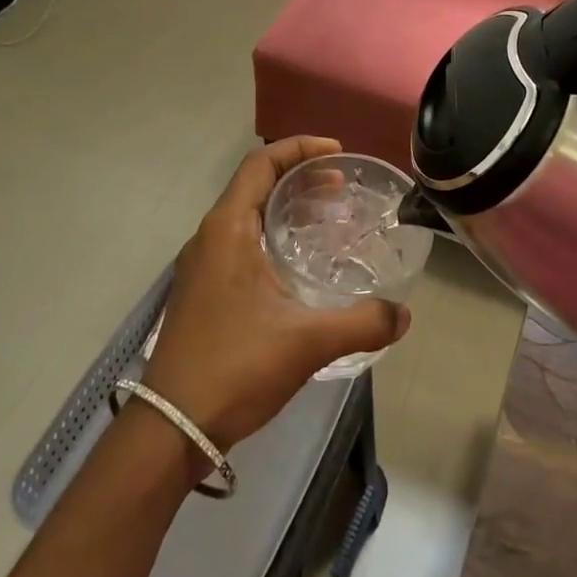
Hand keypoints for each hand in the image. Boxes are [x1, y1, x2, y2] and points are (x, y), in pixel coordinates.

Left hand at [143, 137, 410, 450]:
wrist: (171, 428)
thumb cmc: (235, 368)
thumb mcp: (307, 342)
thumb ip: (363, 323)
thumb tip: (405, 315)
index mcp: (227, 230)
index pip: (260, 163)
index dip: (299, 148)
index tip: (337, 154)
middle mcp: (209, 238)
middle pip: (255, 184)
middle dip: (300, 178)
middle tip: (342, 189)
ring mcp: (202, 266)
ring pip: (247, 215)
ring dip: (286, 208)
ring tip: (328, 220)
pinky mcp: (203, 291)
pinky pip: (240, 243)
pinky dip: (273, 235)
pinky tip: (300, 265)